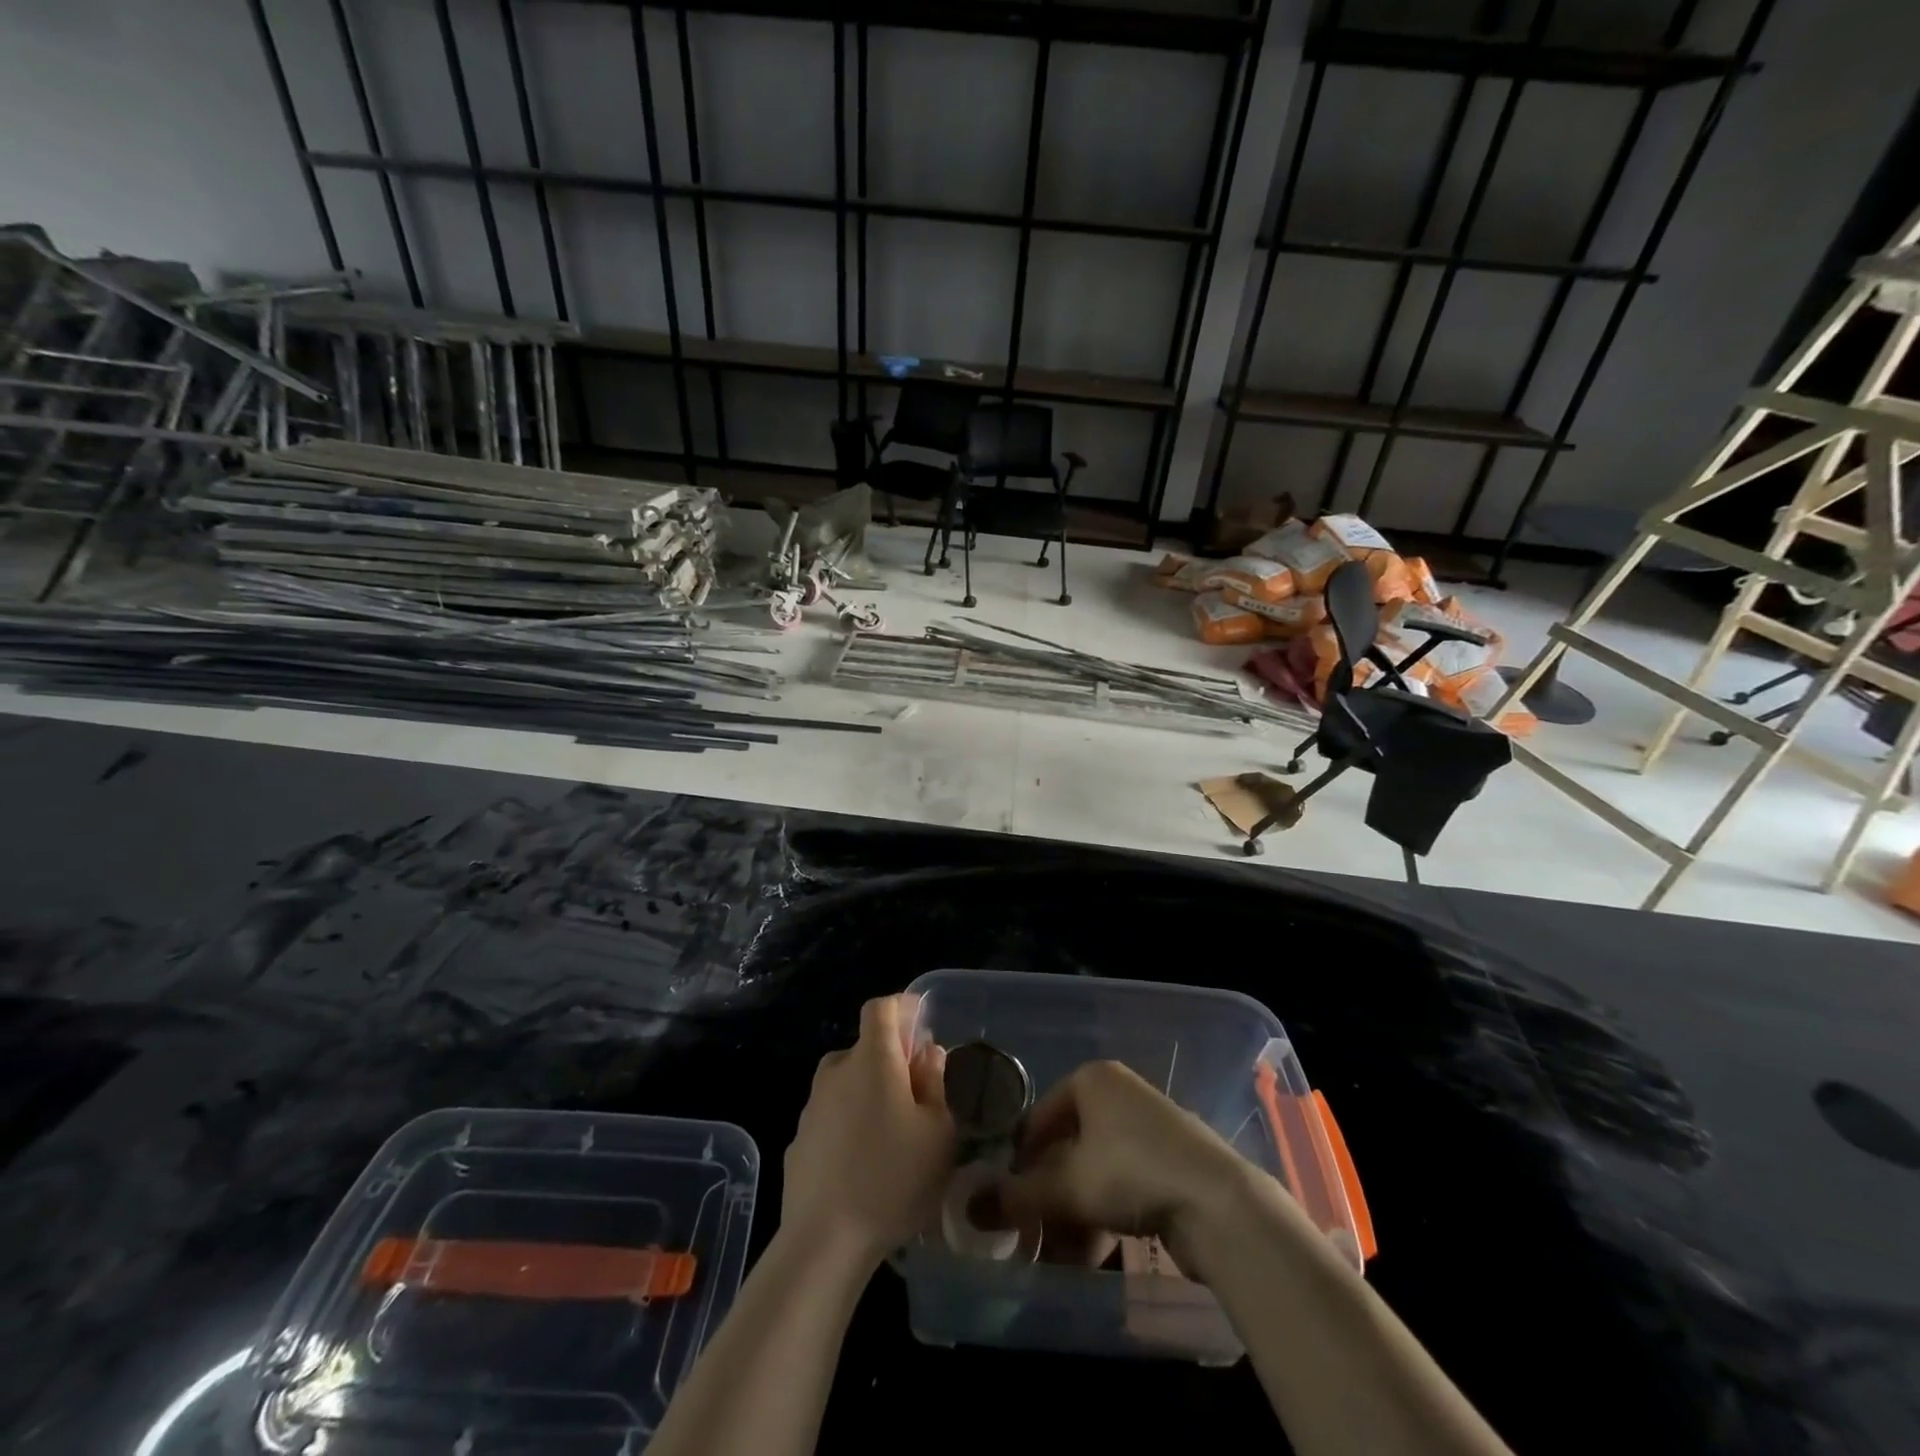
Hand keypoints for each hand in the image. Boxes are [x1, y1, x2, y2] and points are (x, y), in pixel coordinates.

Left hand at [781, 994, 955, 1267]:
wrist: (825, 1240)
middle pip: (864, 1048)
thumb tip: (927, 1054)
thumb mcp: (938, 1132)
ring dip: (868, 1093)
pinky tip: (863, 1163)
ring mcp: (812, 1107)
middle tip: (916, 1091)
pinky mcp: (798, 1141)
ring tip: (892, 1133)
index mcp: (872, 1059)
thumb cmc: (894, 1178)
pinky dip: (848, 1124)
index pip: (880, 1008)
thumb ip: (935, 1083)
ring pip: (846, 1083)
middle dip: (890, 1059)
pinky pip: (831, 1117)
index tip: (921, 1022)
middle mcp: (836, 1072)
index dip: (901, 1007)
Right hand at [971, 1059, 1262, 1276]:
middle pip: (1067, 1147)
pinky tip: (1093, 1256)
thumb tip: (969, 1210)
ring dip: (1072, 1214)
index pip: (1039, 1117)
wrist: (1218, 1202)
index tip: (1006, 1199)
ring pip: (1094, 1171)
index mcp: (1092, 1079)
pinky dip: (1103, 1216)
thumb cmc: (1131, 1172)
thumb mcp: (1066, 1187)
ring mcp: (1147, 1127)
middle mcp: (1118, 1094)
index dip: (1019, 1159)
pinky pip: (1122, 1184)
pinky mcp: (1169, 1161)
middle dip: (1047, 1196)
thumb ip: (1016, 1199)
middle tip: (1031, 1236)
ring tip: (1059, 1257)